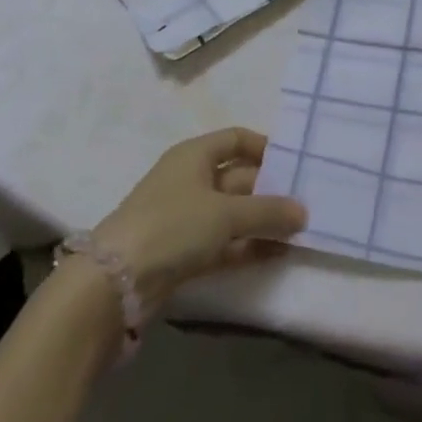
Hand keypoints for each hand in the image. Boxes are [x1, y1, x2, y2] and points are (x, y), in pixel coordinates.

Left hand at [87, 129, 307, 315]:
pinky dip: (248, 246)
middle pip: (239, 178)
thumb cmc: (173, 225)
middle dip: (271, 190)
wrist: (114, 283)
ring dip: (263, 222)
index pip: (236, 139)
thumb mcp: (226, 213)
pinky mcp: (183, 252)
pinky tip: (278, 253)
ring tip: (300, 231)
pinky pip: (225, 242)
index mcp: (194, 155)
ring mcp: (185, 218)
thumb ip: (268, 211)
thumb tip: (304, 212)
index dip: (265, 147)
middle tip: (306, 202)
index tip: (295, 163)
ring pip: (234, 213)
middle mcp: (190, 180)